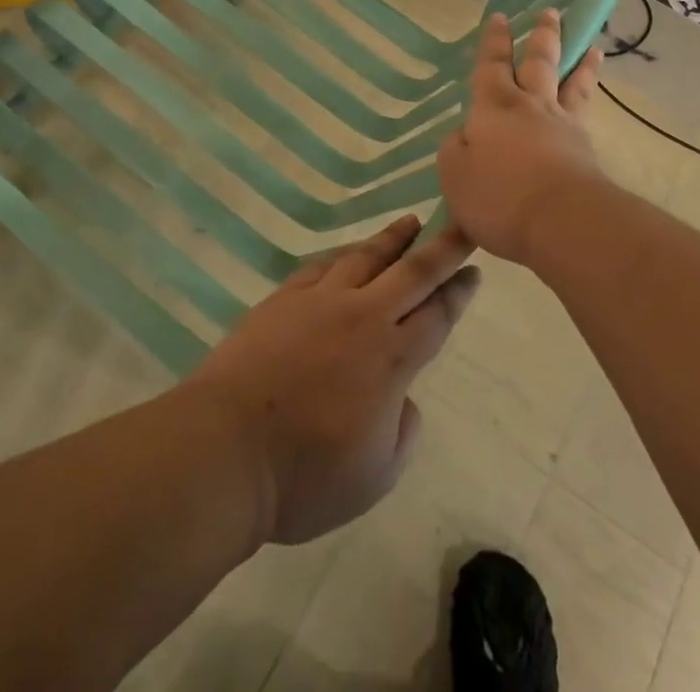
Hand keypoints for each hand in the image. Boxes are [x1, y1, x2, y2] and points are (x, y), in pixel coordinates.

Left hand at [187, 216, 478, 545]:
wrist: (225, 450)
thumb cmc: (304, 476)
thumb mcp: (375, 476)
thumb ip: (402, 431)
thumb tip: (401, 399)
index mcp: (391, 359)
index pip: (437, 315)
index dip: (458, 291)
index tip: (474, 270)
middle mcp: (362, 318)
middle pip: (412, 272)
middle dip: (443, 247)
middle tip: (462, 224)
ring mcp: (320, 302)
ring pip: (366, 257)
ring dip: (393, 239)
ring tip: (410, 222)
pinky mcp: (284, 299)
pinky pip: (322, 266)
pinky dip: (343, 256)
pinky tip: (349, 253)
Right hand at [437, 9, 608, 265]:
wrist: (563, 221)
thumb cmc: (499, 196)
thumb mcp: (455, 175)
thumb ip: (455, 149)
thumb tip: (465, 134)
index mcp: (494, 106)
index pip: (491, 65)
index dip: (494, 41)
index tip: (500, 17)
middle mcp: (530, 106)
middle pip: (539, 61)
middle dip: (542, 36)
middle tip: (550, 13)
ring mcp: (563, 125)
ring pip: (572, 83)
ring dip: (580, 63)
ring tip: (592, 48)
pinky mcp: (585, 149)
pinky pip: (586, 112)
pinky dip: (589, 97)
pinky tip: (589, 100)